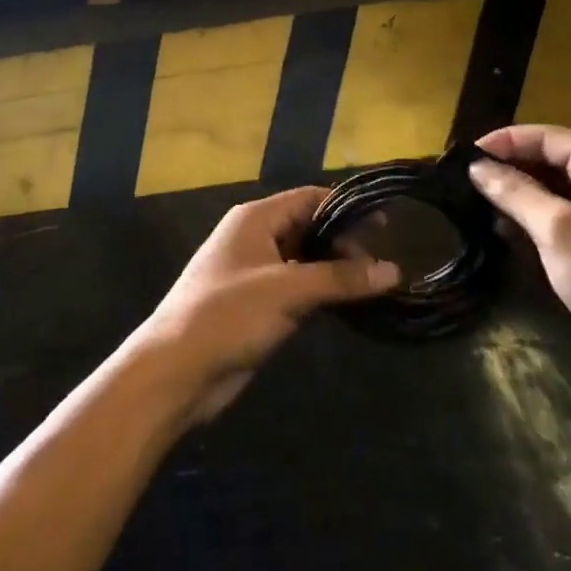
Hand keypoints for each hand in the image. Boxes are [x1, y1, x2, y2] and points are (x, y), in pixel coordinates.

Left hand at [134, 188, 398, 425]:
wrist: (177, 371)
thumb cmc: (229, 315)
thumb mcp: (288, 290)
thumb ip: (340, 278)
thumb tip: (394, 270)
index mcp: (255, 219)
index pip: (309, 199)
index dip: (346, 209)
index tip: (386, 226)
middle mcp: (255, 238)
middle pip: (308, 228)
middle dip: (344, 244)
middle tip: (383, 266)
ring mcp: (255, 273)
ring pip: (305, 261)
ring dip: (335, 271)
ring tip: (376, 286)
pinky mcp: (257, 305)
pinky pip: (297, 289)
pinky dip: (322, 293)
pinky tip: (348, 306)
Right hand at [469, 125, 570, 394]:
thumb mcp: (559, 231)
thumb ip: (515, 193)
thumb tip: (476, 167)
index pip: (547, 136)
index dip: (503, 142)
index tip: (462, 156)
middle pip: (551, 158)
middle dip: (509, 167)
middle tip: (464, 179)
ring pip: (555, 186)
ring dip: (519, 193)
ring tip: (477, 202)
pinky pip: (565, 212)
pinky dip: (536, 216)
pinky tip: (506, 229)